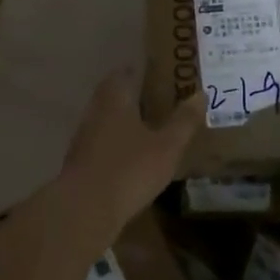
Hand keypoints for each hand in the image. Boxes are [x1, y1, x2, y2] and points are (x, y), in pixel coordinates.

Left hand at [59, 71, 202, 232]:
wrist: (84, 210)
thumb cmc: (129, 170)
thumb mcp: (167, 146)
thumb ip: (184, 121)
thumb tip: (200, 94)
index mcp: (115, 101)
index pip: (123, 73)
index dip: (138, 69)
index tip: (156, 70)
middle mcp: (95, 113)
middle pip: (111, 95)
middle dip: (131, 94)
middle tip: (156, 97)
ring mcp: (83, 139)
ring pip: (105, 119)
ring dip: (123, 119)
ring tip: (147, 125)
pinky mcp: (80, 163)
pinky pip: (101, 143)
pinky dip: (116, 142)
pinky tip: (130, 155)